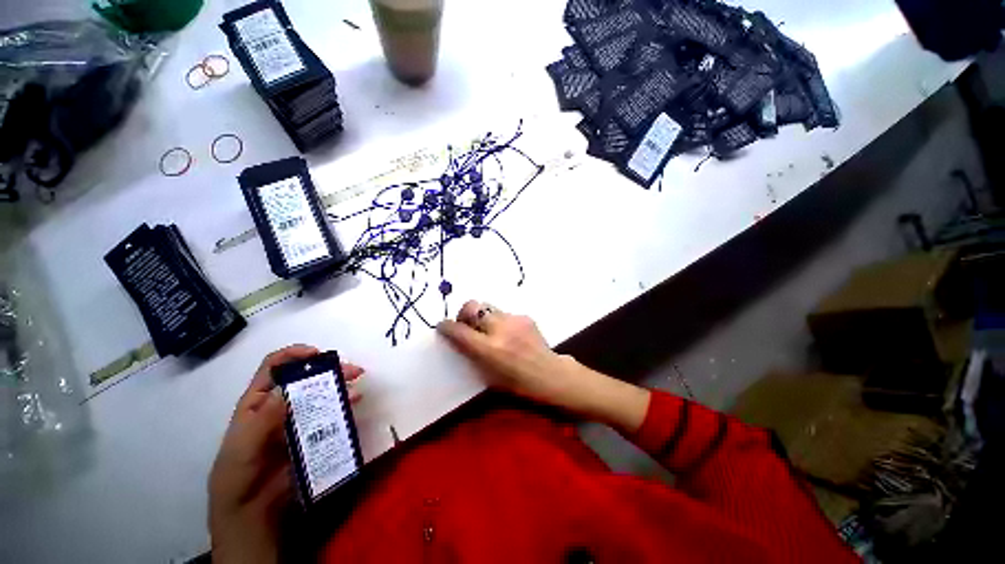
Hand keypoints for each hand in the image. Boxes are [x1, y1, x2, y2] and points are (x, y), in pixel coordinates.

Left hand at [208, 345, 363, 563]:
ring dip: (339, 383)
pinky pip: (330, 411)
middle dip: (327, 367)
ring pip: (320, 392)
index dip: (294, 354)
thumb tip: (287, 389)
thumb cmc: (239, 475)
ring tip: (356, 381)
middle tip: (350, 370)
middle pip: (304, 376)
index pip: (274, 367)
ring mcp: (298, 417)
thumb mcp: (243, 447)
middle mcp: (280, 403)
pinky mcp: (313, 431)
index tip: (317, 353)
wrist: (253, 511)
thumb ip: (263, 419)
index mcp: (258, 401)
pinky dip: (344, 402)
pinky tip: (355, 400)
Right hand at [436, 301, 584, 407]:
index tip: (442, 326)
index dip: (446, 327)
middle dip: (464, 313)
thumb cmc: (518, 384)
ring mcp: (514, 320)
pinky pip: (504, 313)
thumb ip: (472, 354)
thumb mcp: (488, 376)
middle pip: (472, 306)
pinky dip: (499, 321)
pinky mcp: (524, 316)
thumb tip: (460, 338)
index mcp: (489, 349)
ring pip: (488, 307)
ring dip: (482, 316)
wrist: (550, 374)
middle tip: (465, 323)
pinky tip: (508, 333)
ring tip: (488, 329)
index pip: (459, 331)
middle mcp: (500, 330)